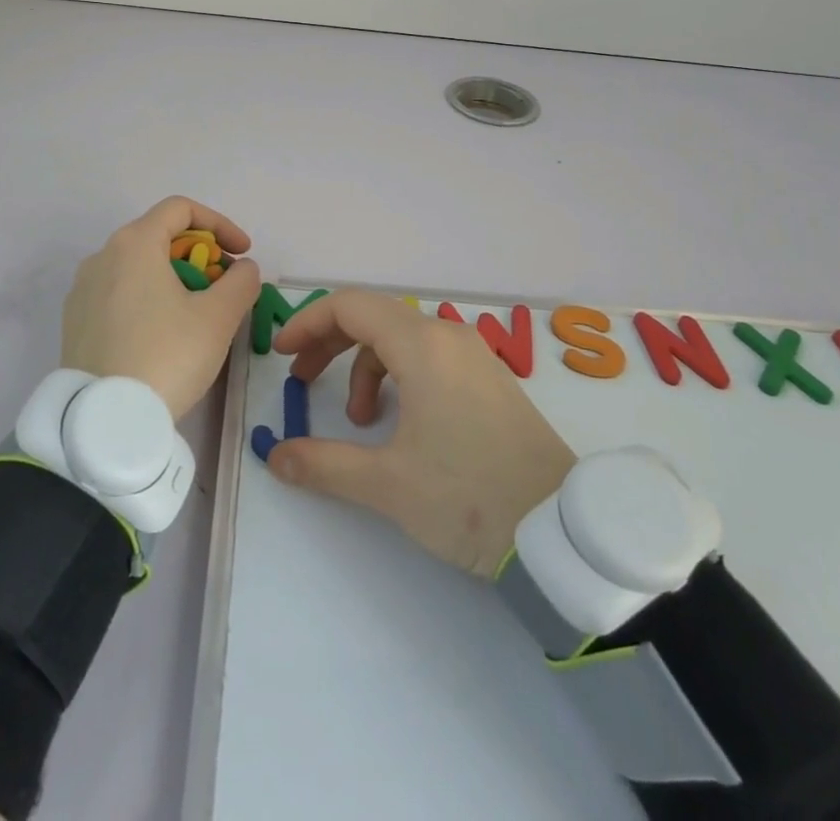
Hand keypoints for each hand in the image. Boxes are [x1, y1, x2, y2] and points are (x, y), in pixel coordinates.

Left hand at [61, 196, 261, 419]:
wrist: (105, 422)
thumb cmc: (166, 356)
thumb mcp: (218, 318)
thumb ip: (241, 282)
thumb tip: (242, 269)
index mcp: (134, 243)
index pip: (181, 209)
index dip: (220, 225)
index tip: (242, 255)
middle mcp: (102, 256)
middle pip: (159, 237)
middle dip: (200, 256)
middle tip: (223, 289)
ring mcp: (83, 290)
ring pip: (139, 267)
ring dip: (175, 279)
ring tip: (197, 315)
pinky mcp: (75, 321)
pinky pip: (119, 294)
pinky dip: (149, 299)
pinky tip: (164, 335)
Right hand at [267, 290, 575, 576]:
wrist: (564, 532)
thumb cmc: (469, 497)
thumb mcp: (388, 484)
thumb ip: (324, 464)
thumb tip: (275, 457)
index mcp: (421, 346)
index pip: (350, 306)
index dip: (308, 323)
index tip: (281, 353)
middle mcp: (447, 336)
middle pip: (373, 316)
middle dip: (329, 342)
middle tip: (302, 378)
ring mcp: (473, 354)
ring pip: (401, 337)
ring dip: (364, 365)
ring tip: (358, 418)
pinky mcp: (488, 377)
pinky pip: (428, 355)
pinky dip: (398, 374)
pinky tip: (398, 420)